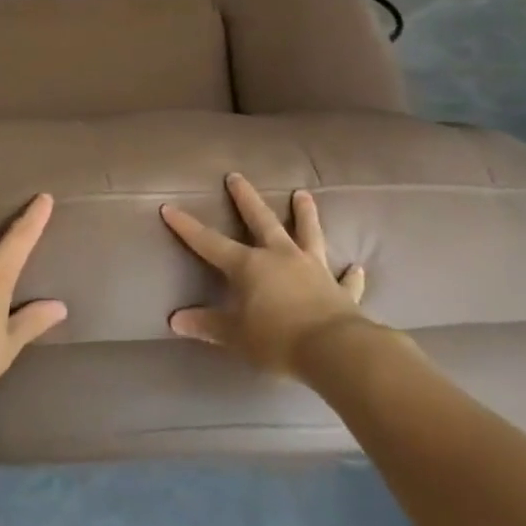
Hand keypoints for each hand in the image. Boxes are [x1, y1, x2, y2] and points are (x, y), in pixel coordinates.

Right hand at [160, 173, 370, 374]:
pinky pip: (345, 279)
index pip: (210, 243)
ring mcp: (314, 269)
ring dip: (305, 214)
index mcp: (250, 266)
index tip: (169, 207)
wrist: (335, 349)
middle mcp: (281, 257)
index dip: (188, 227)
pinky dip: (350, 274)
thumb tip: (174, 320)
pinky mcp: (341, 290)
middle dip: (246, 198)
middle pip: (261, 221)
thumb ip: (207, 325)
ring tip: (303, 194)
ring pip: (308, 234)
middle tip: (236, 176)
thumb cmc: (277, 339)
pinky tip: (356, 267)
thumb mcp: (235, 335)